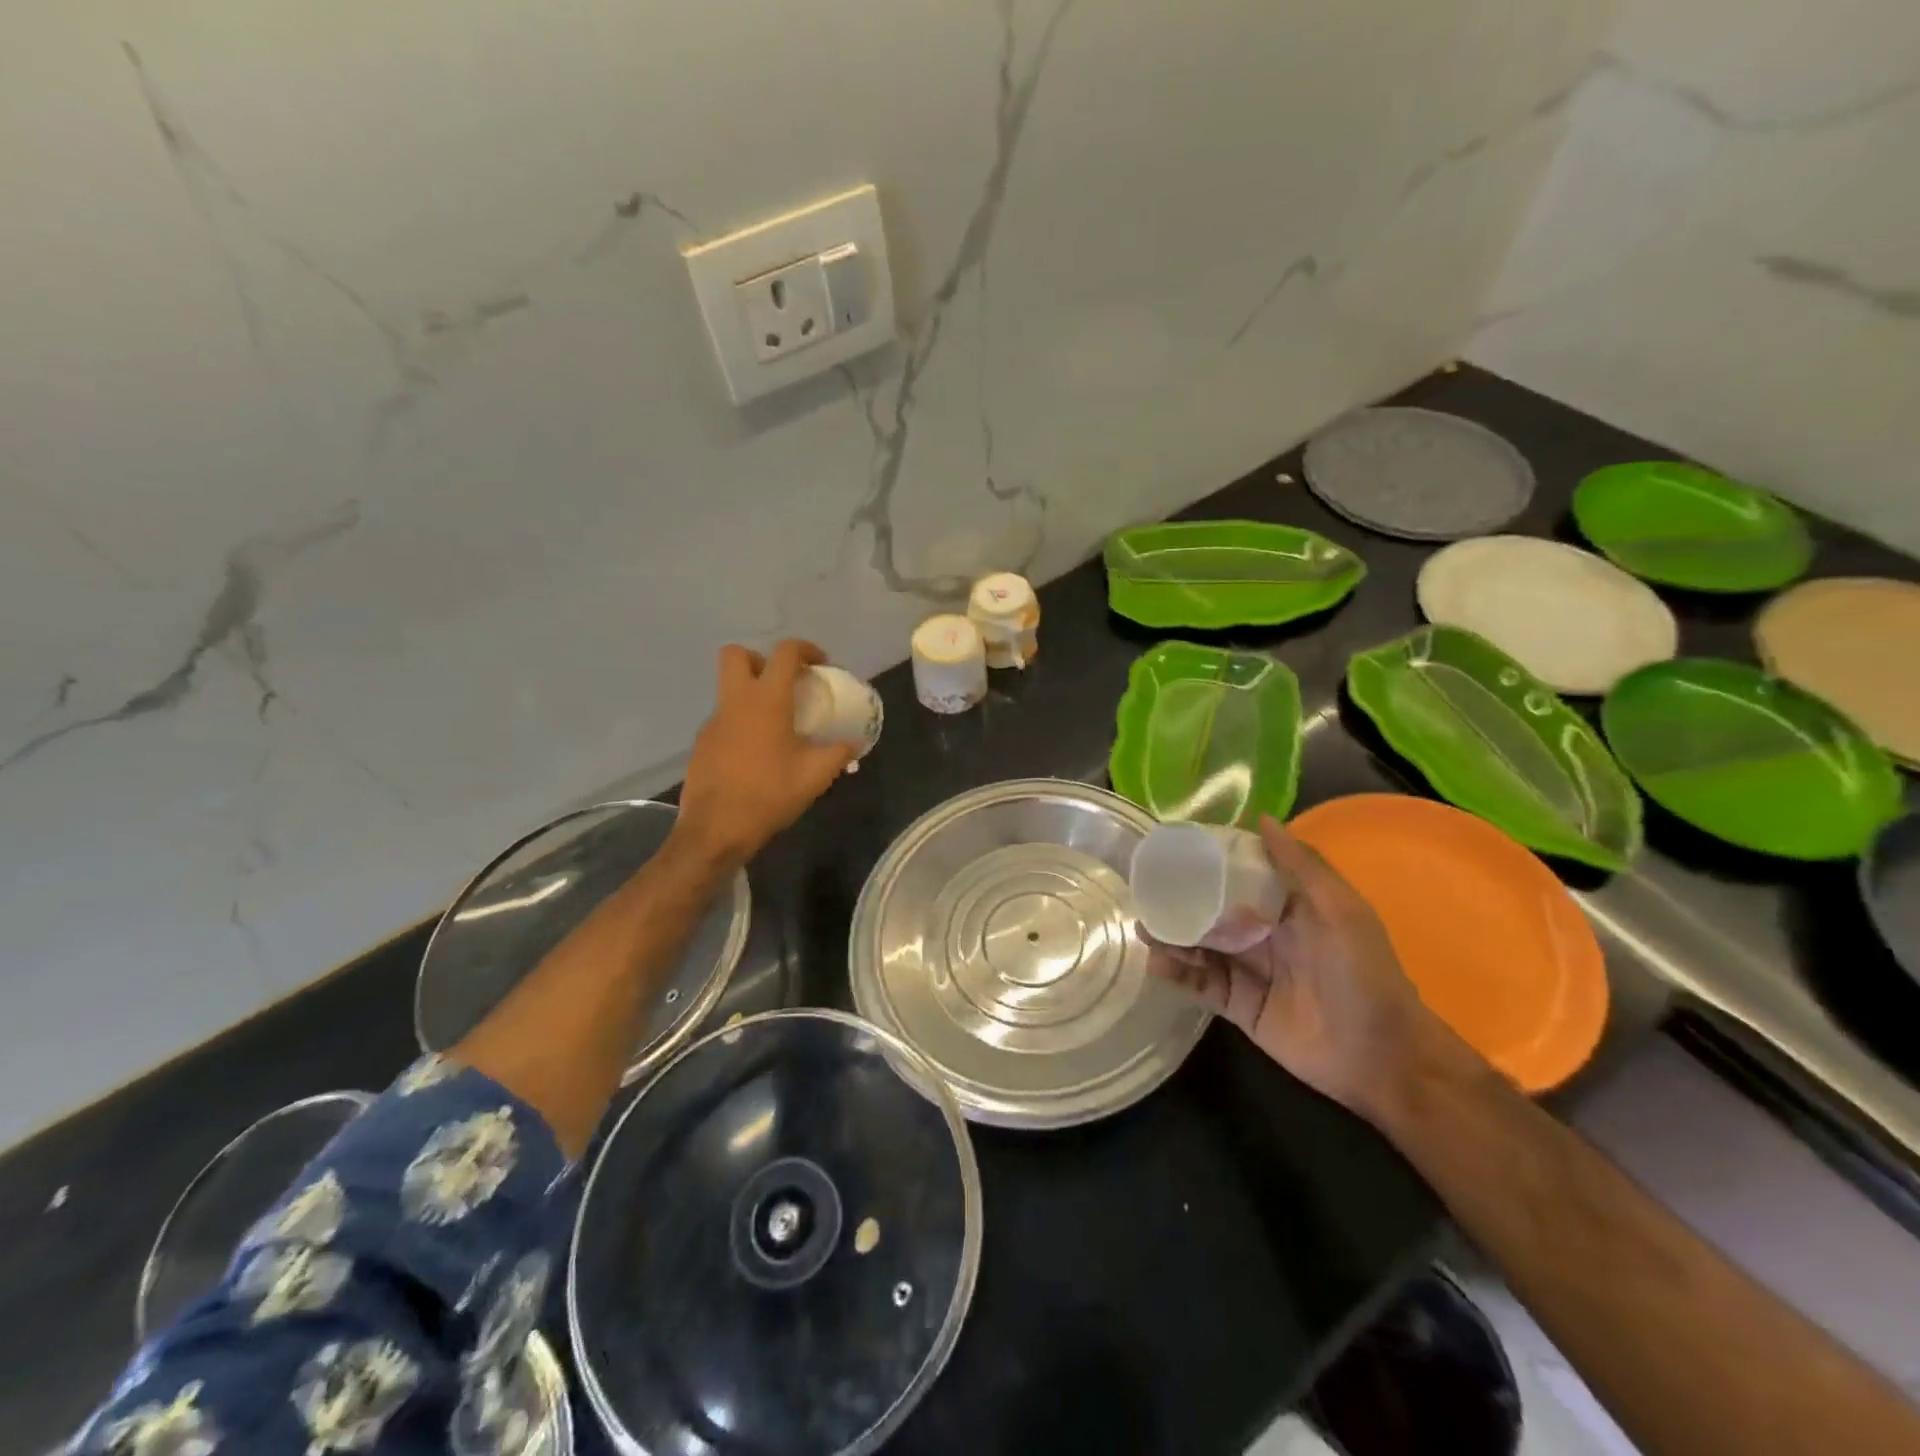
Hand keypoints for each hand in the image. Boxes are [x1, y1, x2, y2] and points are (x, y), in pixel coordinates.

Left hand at [675, 640, 857, 865]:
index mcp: (766, 700)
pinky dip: (741, 725)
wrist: (716, 829)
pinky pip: (724, 720)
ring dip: (752, 695)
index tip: (820, 665)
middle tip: (783, 684)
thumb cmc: (770, 794)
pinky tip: (757, 756)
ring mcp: (713, 722)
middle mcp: (735, 701)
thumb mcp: (816, 774)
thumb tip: (855, 742)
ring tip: (776, 727)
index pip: (785, 653)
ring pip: (729, 690)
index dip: (806, 649)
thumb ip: (840, 752)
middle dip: (761, 659)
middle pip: (737, 655)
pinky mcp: (702, 744)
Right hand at [1143, 815, 1460, 1119]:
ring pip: (1201, 947)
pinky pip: (1202, 985)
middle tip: (1145, 893)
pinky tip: (1157, 965)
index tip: (1174, 849)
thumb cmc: (1362, 973)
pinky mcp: (1239, 1006)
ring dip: (1173, 937)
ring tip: (1145, 929)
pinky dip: (1178, 975)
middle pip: (1212, 912)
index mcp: (1288, 908)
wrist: (1380, 1056)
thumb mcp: (1340, 910)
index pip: (1241, 877)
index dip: (1209, 863)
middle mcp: (1264, 935)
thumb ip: (1302, 865)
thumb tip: (1262, 818)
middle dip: (1180, 903)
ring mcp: (1249, 972)